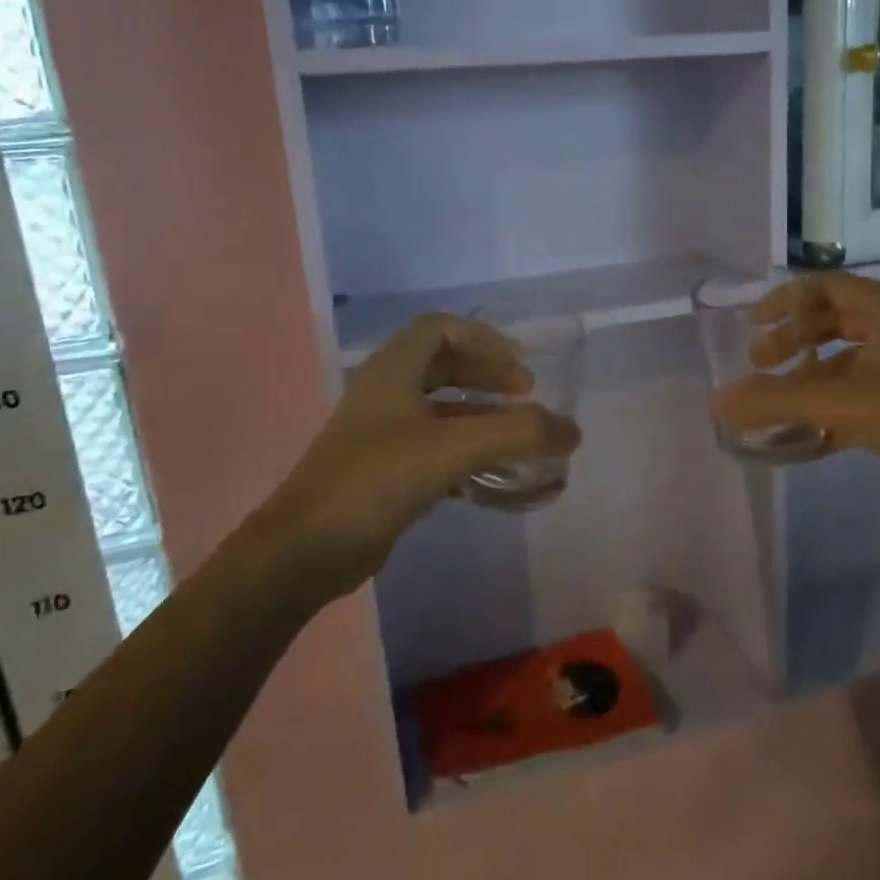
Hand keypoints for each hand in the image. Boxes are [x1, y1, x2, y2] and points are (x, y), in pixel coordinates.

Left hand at [258, 314, 580, 592]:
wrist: (306, 549)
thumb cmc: (377, 480)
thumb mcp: (453, 448)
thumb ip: (517, 434)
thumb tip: (573, 431)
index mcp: (393, 370)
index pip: (441, 329)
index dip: (485, 339)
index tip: (521, 365)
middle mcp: (385, 393)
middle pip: (443, 366)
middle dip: (488, 375)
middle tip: (526, 395)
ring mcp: (382, 434)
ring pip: (440, 409)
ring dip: (481, 415)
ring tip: (519, 435)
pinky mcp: (383, 471)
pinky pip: (434, 447)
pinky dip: (466, 451)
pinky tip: (493, 475)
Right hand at [710, 273, 879, 514]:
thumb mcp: (844, 403)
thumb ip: (777, 401)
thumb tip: (718, 403)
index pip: (823, 286)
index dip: (783, 301)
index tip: (752, 326)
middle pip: (834, 320)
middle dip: (793, 341)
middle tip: (760, 365)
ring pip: (850, 358)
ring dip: (812, 375)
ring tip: (781, 402)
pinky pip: (867, 387)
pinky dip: (837, 402)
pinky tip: (814, 433)